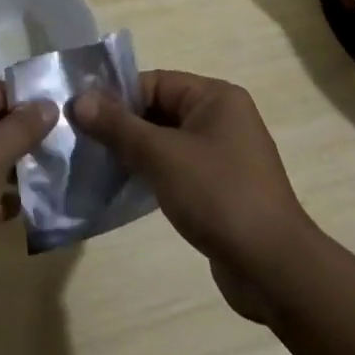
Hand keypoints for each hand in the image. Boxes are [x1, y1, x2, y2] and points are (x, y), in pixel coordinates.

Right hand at [74, 70, 314, 323]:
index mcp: (216, 97)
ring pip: (166, 142)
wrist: (275, 271)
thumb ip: (118, 126)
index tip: (81, 117)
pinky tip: (126, 189)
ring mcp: (224, 155)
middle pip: (158, 111)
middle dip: (122, 127)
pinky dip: (152, 175)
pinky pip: (177, 169)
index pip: (153, 83)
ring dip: (134, 153)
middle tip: (83, 143)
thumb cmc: (219, 197)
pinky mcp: (221, 188)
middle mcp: (222, 118)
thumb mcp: (161, 156)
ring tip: (98, 167)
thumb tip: (79, 99)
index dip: (116, 98)